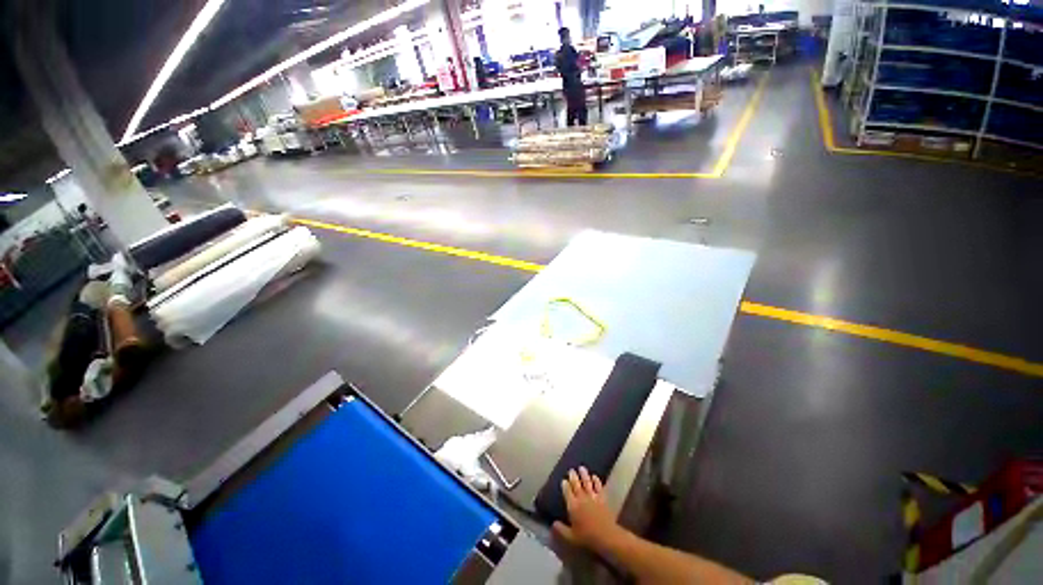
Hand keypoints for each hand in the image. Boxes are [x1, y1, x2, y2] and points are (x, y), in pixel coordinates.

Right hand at [553, 467, 620, 551]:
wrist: (606, 536)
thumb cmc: (587, 538)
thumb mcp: (571, 537)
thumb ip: (561, 530)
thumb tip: (553, 524)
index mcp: (572, 506)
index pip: (567, 491)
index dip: (565, 485)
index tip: (563, 480)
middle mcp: (581, 498)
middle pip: (576, 484)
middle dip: (573, 476)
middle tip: (571, 470)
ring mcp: (592, 497)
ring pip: (587, 482)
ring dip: (584, 475)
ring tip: (581, 468)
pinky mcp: (602, 498)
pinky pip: (598, 487)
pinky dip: (596, 481)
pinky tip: (595, 476)